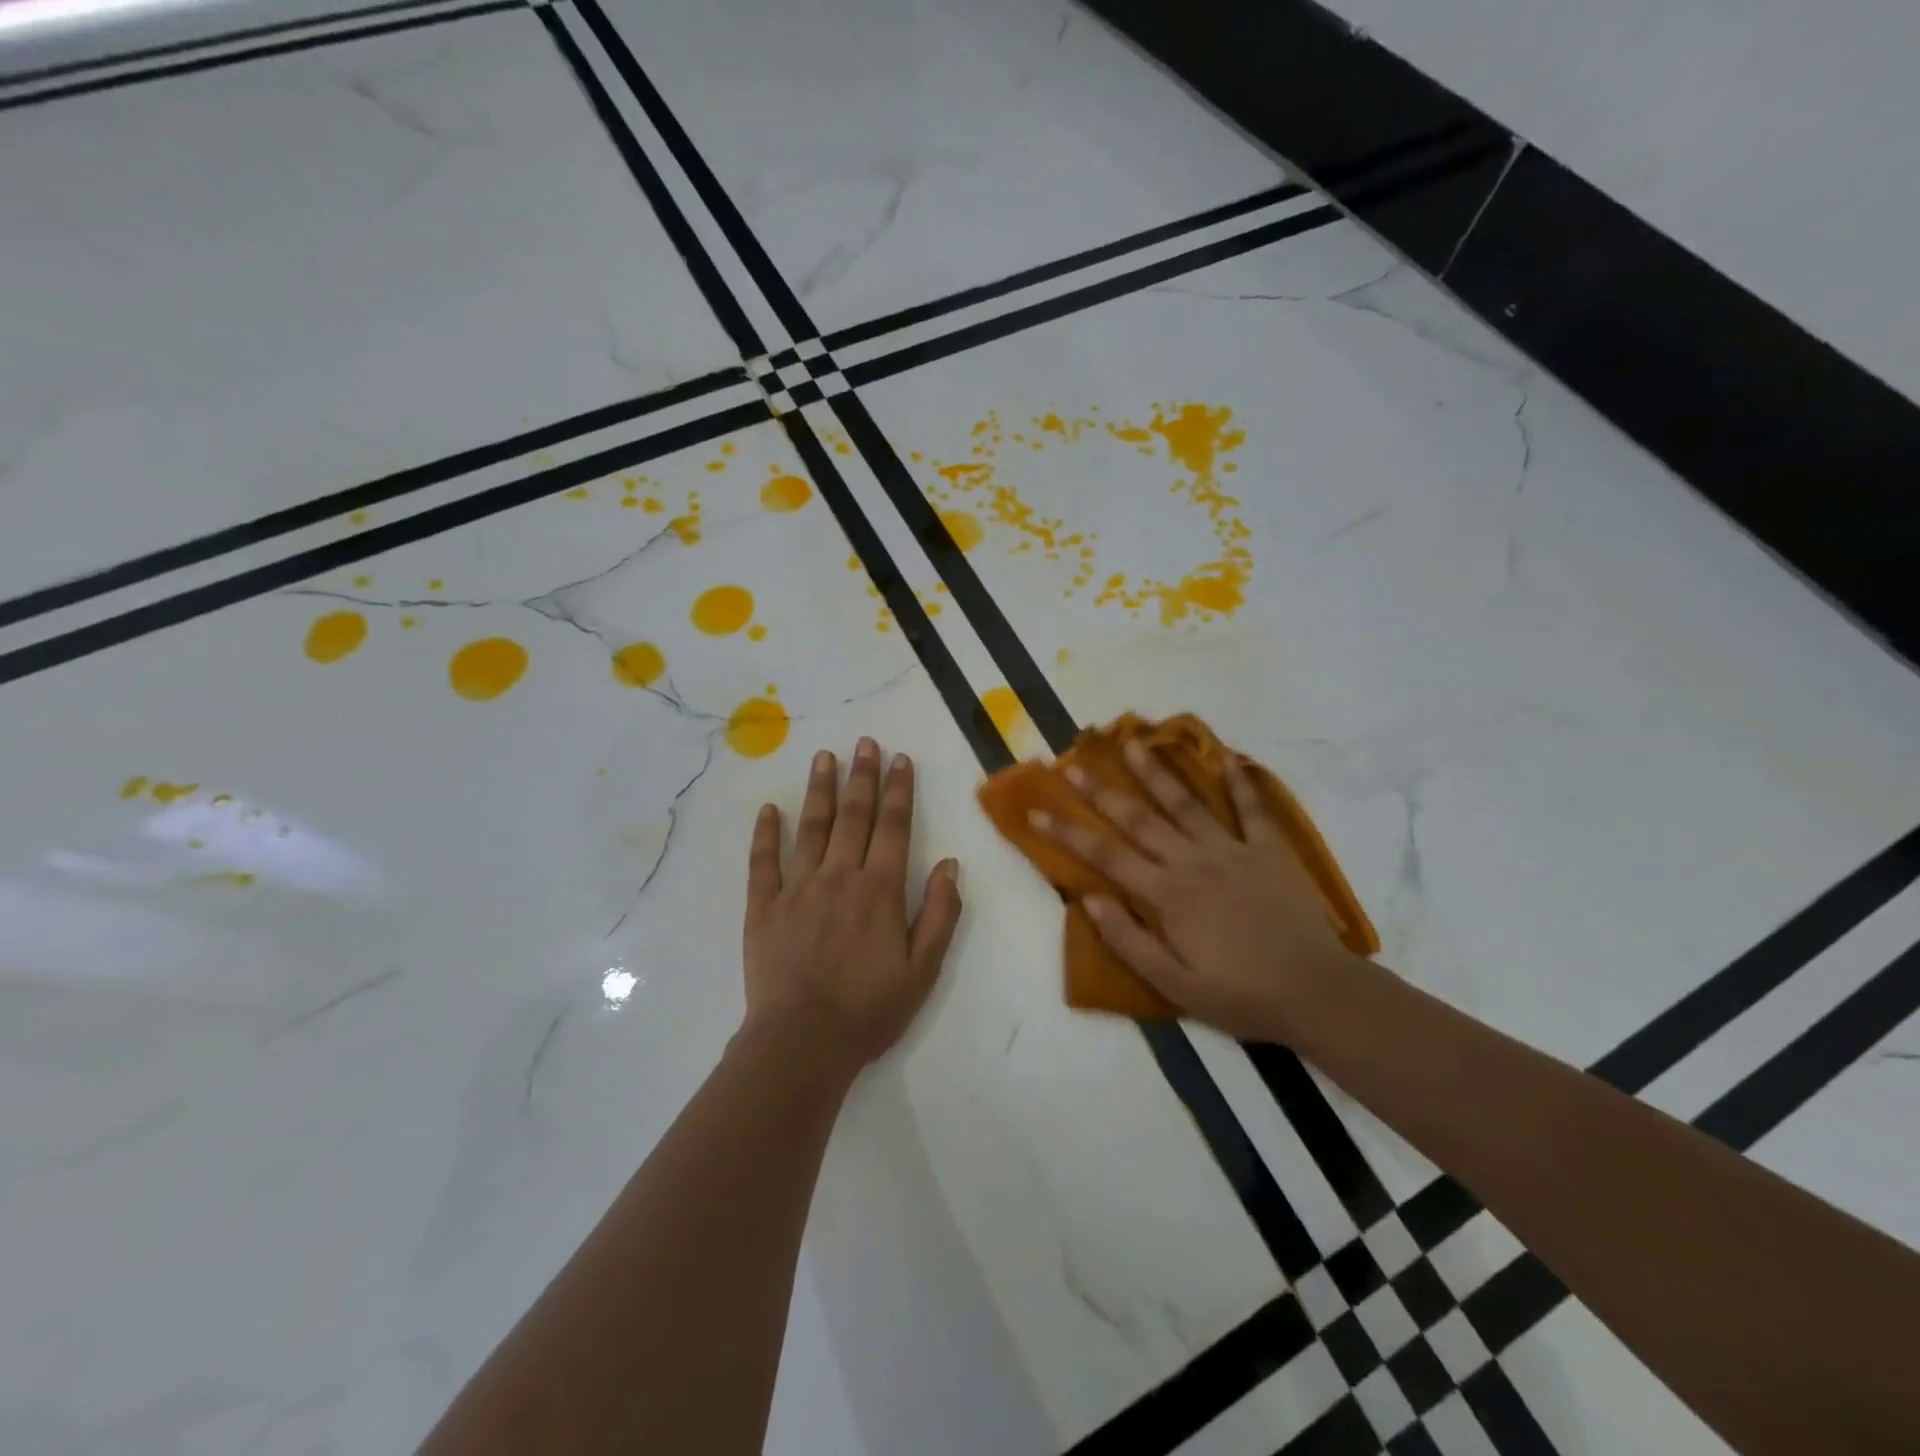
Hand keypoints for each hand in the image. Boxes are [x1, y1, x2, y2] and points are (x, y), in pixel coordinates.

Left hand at [743, 737, 962, 1069]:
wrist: (801, 1044)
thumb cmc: (869, 1009)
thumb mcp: (923, 970)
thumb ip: (941, 914)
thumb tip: (950, 864)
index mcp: (880, 890)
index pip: (894, 827)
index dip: (899, 790)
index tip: (899, 759)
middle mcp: (839, 876)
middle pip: (853, 816)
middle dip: (862, 776)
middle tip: (864, 743)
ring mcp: (797, 888)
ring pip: (811, 827)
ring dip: (819, 789)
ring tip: (824, 756)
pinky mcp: (763, 907)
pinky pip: (763, 862)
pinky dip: (766, 833)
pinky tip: (769, 809)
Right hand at [1031, 739, 1356, 1040]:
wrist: (1316, 992)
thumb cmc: (1240, 993)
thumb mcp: (1174, 984)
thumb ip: (1128, 940)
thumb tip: (1089, 898)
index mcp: (1166, 894)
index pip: (1104, 855)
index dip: (1066, 832)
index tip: (1036, 811)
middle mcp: (1192, 861)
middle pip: (1138, 818)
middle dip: (1100, 791)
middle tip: (1073, 763)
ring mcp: (1232, 849)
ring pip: (1185, 802)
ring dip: (1156, 771)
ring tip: (1132, 742)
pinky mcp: (1268, 849)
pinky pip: (1251, 807)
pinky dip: (1239, 781)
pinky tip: (1226, 755)